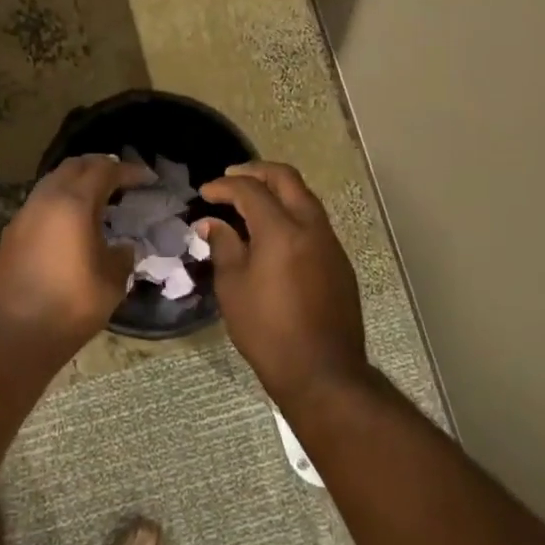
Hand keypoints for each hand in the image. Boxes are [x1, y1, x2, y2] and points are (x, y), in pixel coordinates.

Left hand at [0, 154, 150, 367]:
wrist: (14, 334)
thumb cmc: (70, 306)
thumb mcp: (112, 282)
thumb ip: (122, 256)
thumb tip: (123, 247)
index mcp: (74, 203)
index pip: (105, 170)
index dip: (129, 171)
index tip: (147, 179)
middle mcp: (46, 199)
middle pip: (75, 166)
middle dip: (101, 167)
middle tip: (123, 180)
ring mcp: (24, 214)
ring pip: (54, 181)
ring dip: (78, 182)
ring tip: (100, 199)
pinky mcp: (12, 232)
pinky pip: (41, 202)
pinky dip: (61, 200)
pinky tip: (73, 222)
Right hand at [197, 161, 368, 406]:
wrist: (322, 372)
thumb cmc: (268, 331)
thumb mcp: (233, 288)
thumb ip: (224, 246)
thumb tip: (212, 223)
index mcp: (281, 230)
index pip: (250, 190)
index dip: (224, 186)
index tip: (205, 193)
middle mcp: (311, 227)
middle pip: (286, 179)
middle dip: (256, 172)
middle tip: (230, 179)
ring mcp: (330, 244)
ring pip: (304, 198)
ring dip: (277, 191)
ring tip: (249, 203)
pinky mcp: (339, 262)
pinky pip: (313, 221)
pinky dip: (291, 213)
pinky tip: (272, 232)